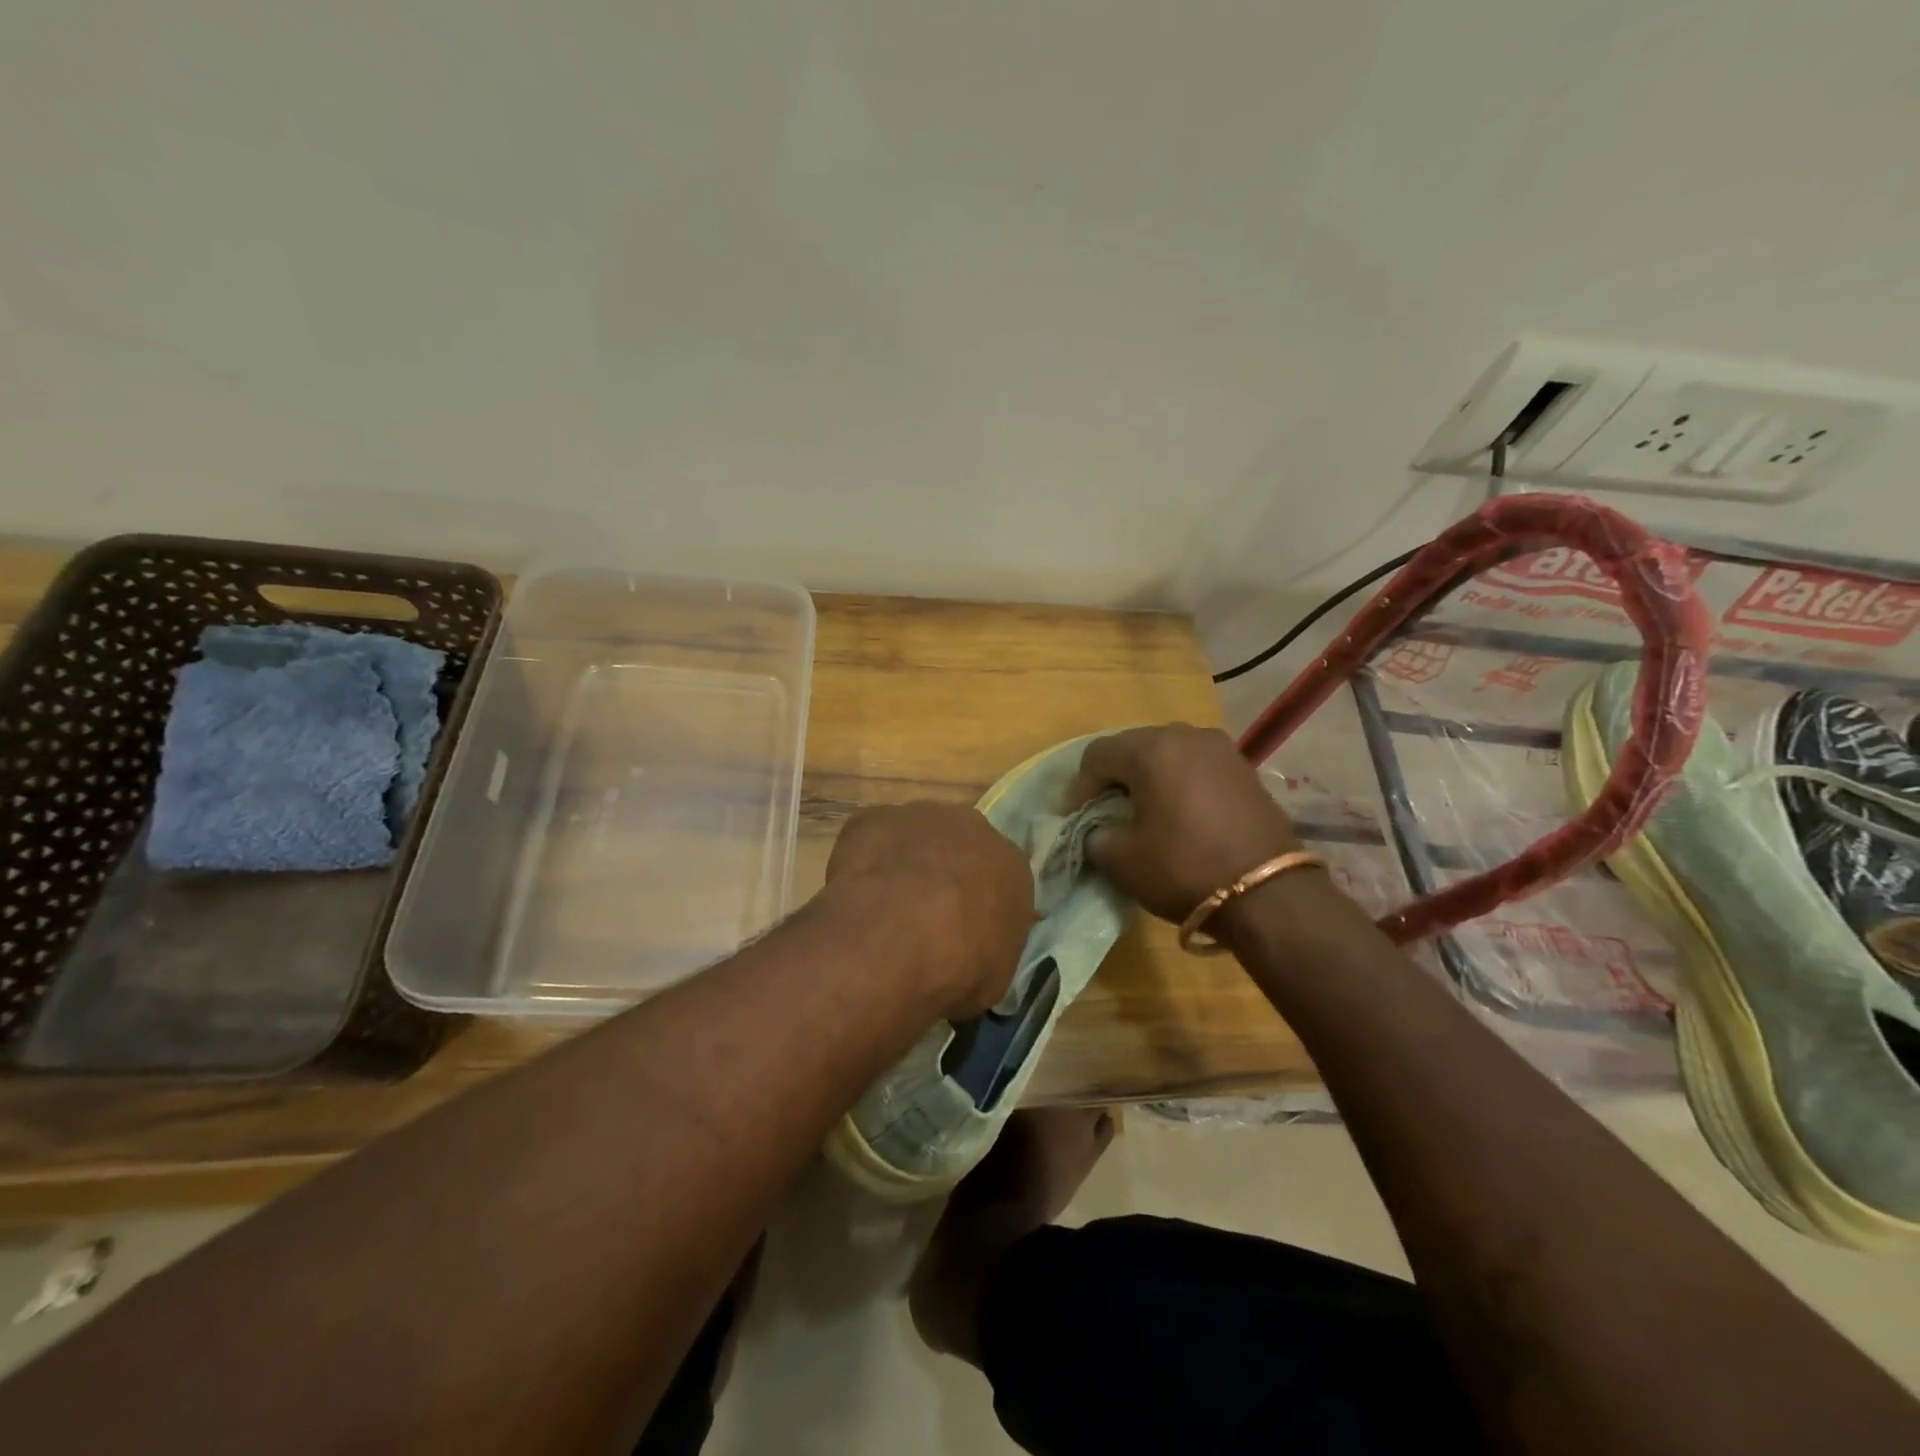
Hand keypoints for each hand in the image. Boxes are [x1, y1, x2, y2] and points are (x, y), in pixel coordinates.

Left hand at [825, 802, 1033, 1018]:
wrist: (902, 936)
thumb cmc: (963, 964)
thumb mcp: (994, 977)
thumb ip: (988, 953)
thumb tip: (971, 960)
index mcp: (1012, 865)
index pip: (1001, 880)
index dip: (979, 905)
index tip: (963, 932)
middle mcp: (972, 828)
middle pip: (959, 848)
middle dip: (944, 876)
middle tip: (922, 917)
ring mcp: (921, 816)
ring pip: (915, 837)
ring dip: (904, 865)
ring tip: (884, 908)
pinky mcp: (874, 817)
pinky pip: (871, 838)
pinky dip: (864, 862)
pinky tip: (855, 895)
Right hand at [1069, 724, 1304, 924]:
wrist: (1269, 894)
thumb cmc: (1184, 868)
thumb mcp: (1120, 859)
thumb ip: (1094, 834)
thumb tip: (1098, 829)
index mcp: (1151, 748)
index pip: (1097, 755)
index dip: (1079, 787)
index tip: (1075, 818)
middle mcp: (1186, 735)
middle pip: (1133, 748)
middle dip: (1113, 778)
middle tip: (1104, 812)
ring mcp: (1221, 749)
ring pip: (1168, 755)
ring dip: (1148, 778)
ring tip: (1143, 812)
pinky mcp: (1245, 769)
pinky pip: (1196, 767)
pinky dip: (1179, 784)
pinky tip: (1178, 814)